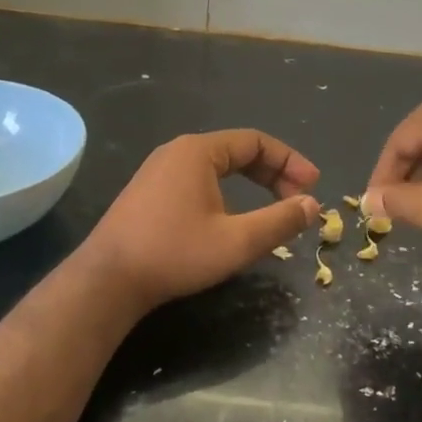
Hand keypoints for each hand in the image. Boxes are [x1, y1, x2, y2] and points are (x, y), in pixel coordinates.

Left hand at [82, 130, 321, 311]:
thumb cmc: (175, 253)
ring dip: (250, 183)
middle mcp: (177, 152)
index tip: (313, 186)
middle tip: (298, 198)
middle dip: (273, 173)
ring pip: (217, 167)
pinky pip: (197, 180)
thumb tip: (312, 205)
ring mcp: (158, 171)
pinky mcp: (148, 193)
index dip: (290, 161)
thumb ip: (279, 221)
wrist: (108, 279)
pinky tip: (232, 218)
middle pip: (237, 151)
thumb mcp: (237, 241)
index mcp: (199, 151)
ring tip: (272, 208)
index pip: (256, 142)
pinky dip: (225, 192)